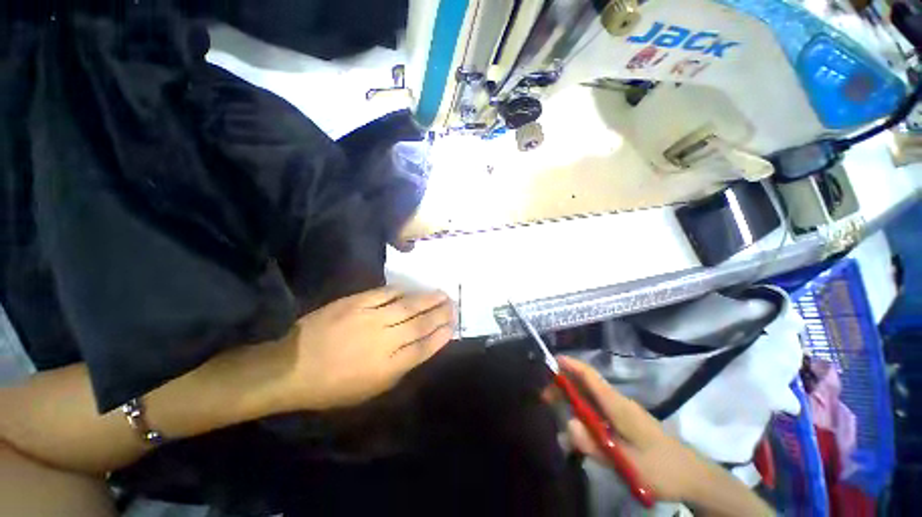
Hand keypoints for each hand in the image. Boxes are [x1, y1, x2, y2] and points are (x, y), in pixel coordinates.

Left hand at [279, 288, 454, 410]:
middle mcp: (384, 341)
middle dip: (440, 314)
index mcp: (387, 367)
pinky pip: (385, 293)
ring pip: (408, 306)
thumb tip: (418, 349)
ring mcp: (370, 319)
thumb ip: (397, 370)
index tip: (452, 327)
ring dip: (427, 299)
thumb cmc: (331, 386)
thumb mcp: (369, 390)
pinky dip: (401, 290)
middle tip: (453, 305)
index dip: (440, 336)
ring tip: (442, 294)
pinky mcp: (356, 303)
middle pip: (420, 324)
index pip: (423, 348)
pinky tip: (411, 289)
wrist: (292, 366)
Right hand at [552, 356, 712, 502]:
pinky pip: (597, 411)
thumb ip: (594, 444)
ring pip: (590, 399)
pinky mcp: (624, 422)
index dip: (571, 365)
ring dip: (571, 403)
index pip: (590, 376)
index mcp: (617, 405)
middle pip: (585, 385)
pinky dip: (582, 414)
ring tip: (557, 418)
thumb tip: (567, 424)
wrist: (693, 476)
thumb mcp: (626, 461)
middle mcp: (617, 402)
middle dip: (563, 387)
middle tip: (544, 399)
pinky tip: (577, 433)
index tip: (551, 360)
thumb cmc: (661, 467)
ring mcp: (621, 412)